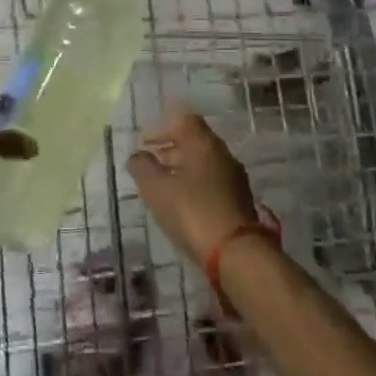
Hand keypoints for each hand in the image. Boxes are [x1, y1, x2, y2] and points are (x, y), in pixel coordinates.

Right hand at [127, 108, 260, 266]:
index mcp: (205, 144)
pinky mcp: (239, 201)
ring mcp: (234, 179)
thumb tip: (137, 156)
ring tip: (161, 187)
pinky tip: (181, 204)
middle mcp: (223, 155)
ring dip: (181, 169)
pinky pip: (211, 183)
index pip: (184, 121)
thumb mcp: (157, 189)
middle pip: (194, 142)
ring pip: (203, 164)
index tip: (143, 143)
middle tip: (149, 165)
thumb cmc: (192, 212)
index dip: (161, 128)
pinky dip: (193, 186)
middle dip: (169, 150)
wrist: (236, 253)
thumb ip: (143, 168)